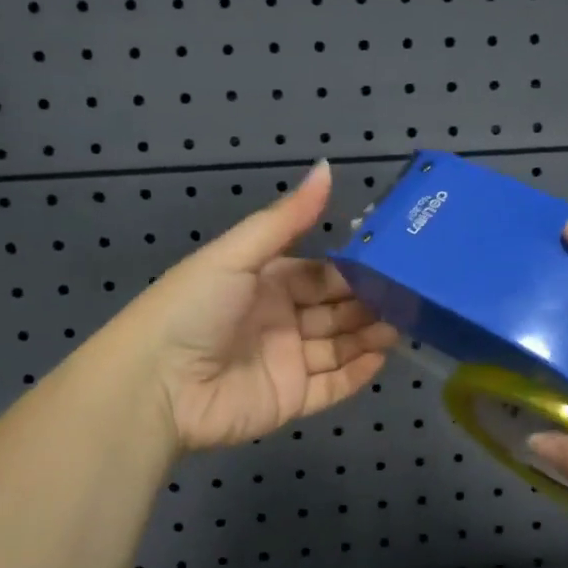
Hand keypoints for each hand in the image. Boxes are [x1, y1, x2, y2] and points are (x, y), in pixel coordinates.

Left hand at [116, 160, 398, 453]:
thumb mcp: (236, 256)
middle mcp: (277, 320)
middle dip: (368, 303)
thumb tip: (327, 166)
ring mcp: (284, 363)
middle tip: (411, 295)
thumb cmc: (193, 309)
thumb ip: (285, 218)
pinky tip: (384, 357)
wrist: (156, 386)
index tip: (391, 262)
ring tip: (406, 324)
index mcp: (263, 283)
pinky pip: (331, 387)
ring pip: (338, 347)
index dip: (351, 270)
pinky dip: (358, 374)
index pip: (318, 274)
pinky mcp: (289, 401)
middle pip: (333, 310)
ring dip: (369, 335)